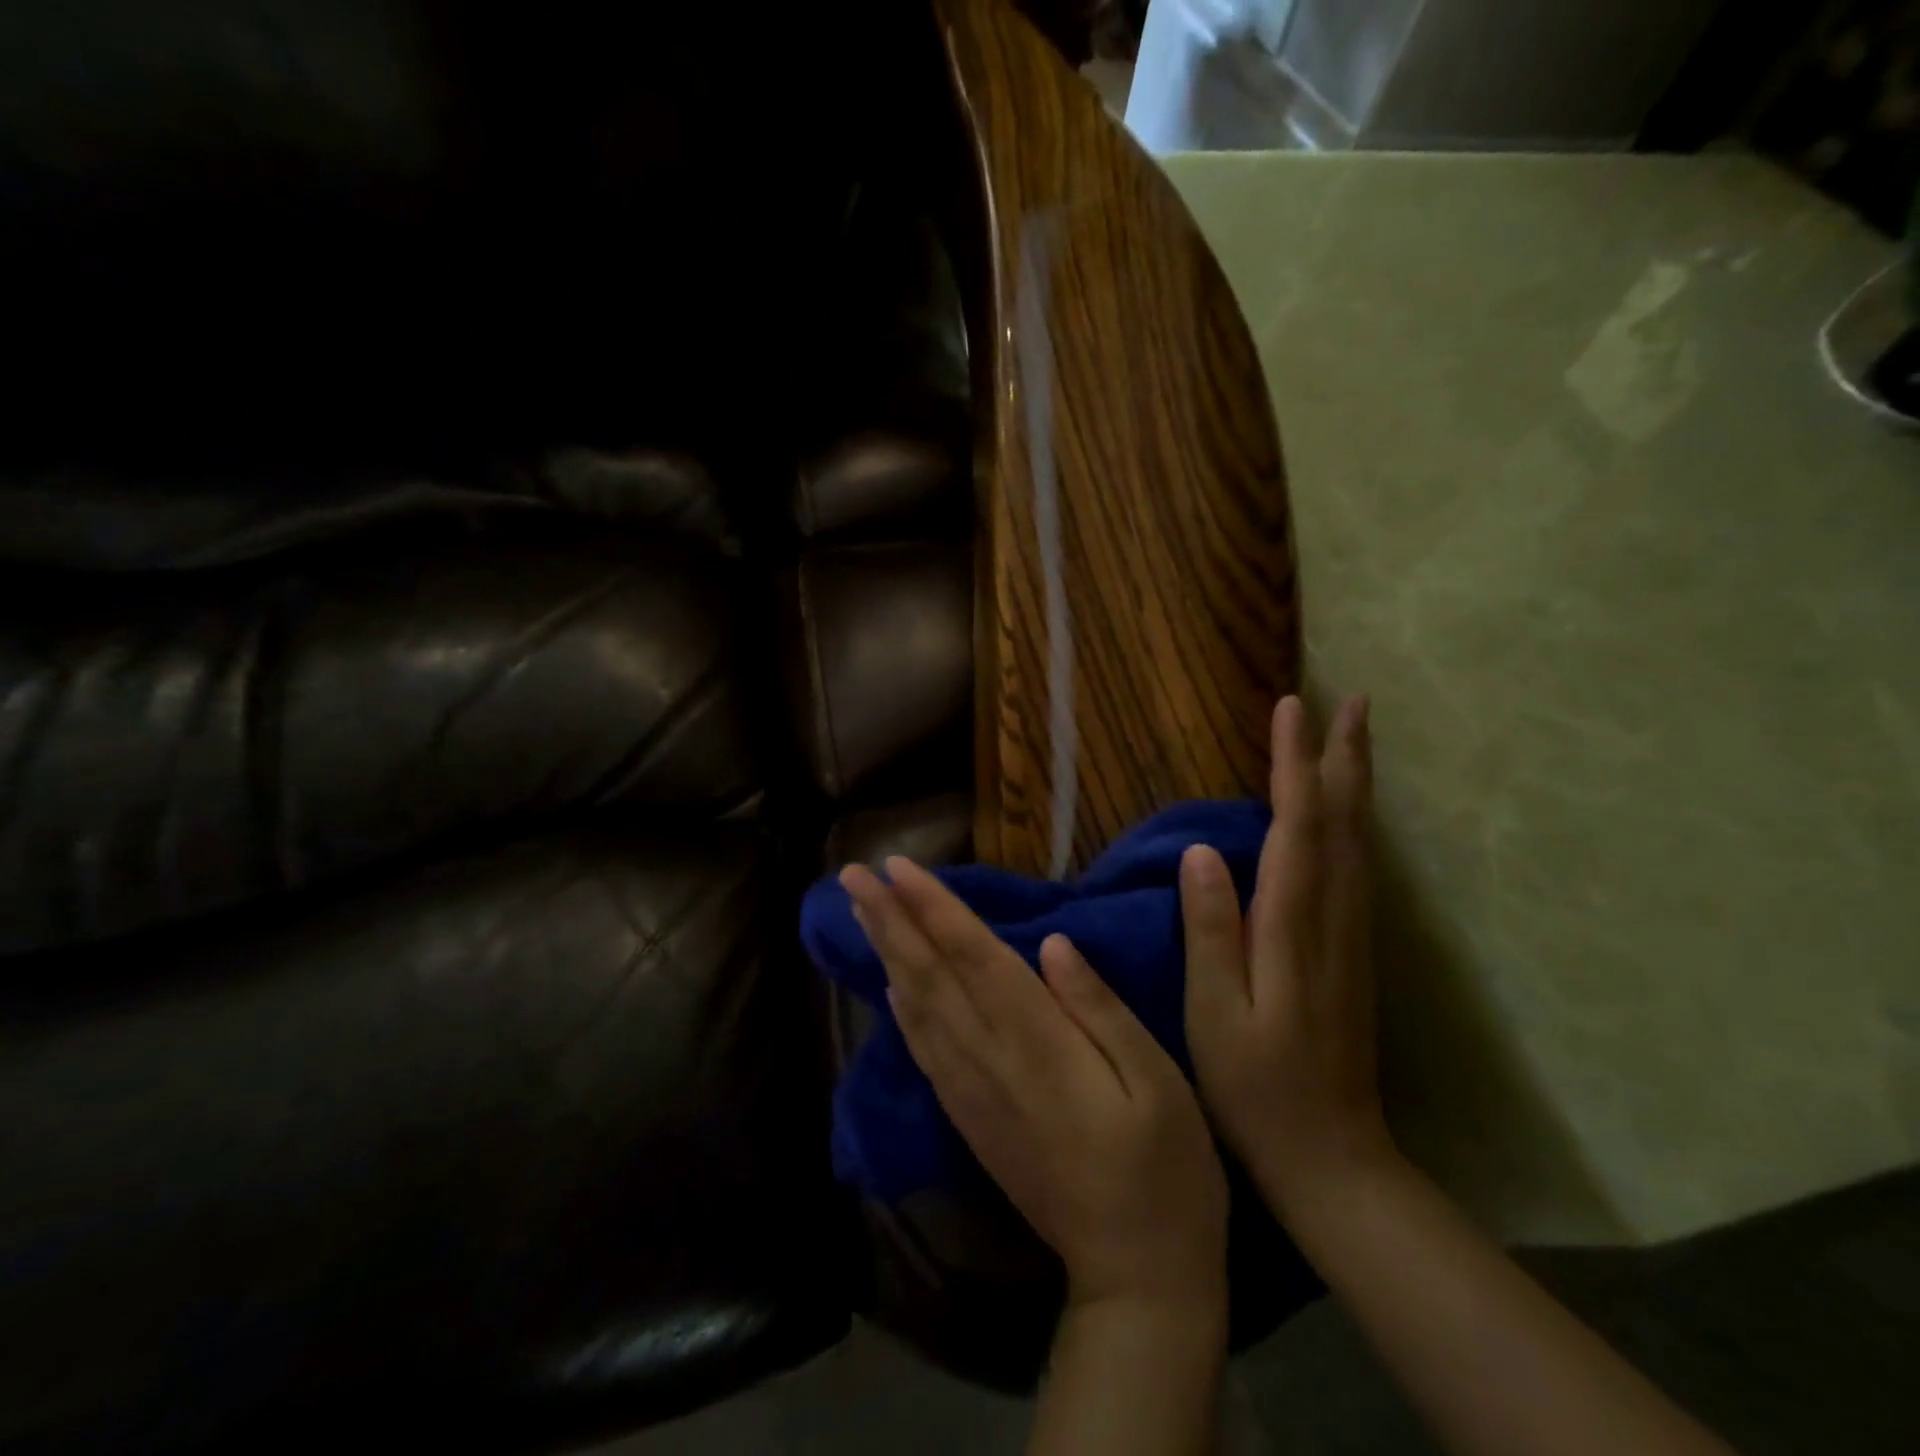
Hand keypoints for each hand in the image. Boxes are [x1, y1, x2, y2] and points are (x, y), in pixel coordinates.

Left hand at [840, 857, 1228, 1316]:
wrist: (1134, 1276)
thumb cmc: (1165, 1169)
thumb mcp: (1157, 1079)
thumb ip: (1099, 1008)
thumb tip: (1052, 943)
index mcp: (1038, 1043)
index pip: (974, 957)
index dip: (934, 908)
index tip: (896, 867)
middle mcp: (990, 1061)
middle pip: (930, 975)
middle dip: (891, 919)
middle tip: (853, 875)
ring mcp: (972, 1093)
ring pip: (917, 1008)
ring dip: (886, 954)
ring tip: (861, 912)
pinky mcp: (969, 1119)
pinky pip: (924, 1051)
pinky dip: (901, 1011)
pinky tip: (890, 986)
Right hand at [1181, 695, 1392, 1210]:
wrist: (1333, 1157)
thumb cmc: (1256, 1087)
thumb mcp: (1215, 1014)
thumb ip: (1211, 931)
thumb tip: (1203, 851)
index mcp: (1294, 928)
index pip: (1297, 826)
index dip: (1293, 765)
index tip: (1290, 709)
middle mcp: (1334, 919)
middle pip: (1344, 823)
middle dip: (1344, 758)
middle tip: (1351, 701)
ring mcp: (1351, 935)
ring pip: (1359, 841)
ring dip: (1355, 783)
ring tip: (1353, 738)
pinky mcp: (1353, 950)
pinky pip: (1357, 867)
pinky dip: (1353, 824)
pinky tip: (1346, 813)